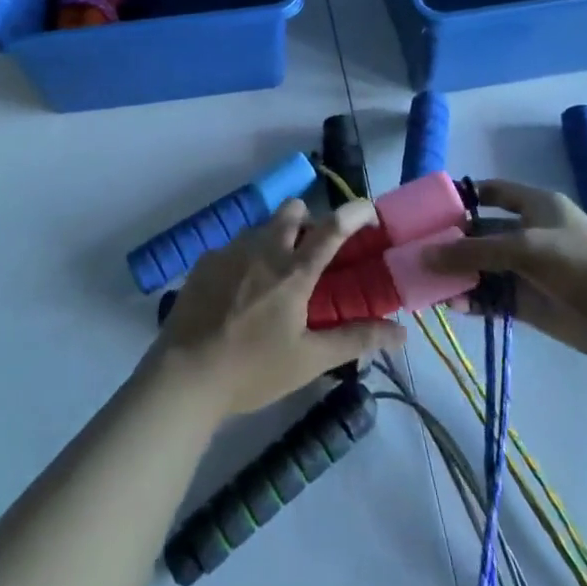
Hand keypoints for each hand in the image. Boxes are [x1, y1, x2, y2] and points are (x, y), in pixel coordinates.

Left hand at [153, 198, 405, 417]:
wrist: (185, 375)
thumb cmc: (253, 370)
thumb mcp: (309, 360)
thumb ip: (355, 340)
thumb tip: (401, 334)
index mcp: (293, 271)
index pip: (332, 228)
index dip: (354, 212)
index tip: (368, 209)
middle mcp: (264, 248)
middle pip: (293, 209)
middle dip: (307, 220)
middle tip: (310, 255)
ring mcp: (231, 250)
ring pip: (262, 227)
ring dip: (275, 240)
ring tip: (272, 281)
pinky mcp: (205, 260)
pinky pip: (234, 246)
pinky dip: (245, 259)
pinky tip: (238, 295)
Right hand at [425, 180, 586, 369]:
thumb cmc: (580, 265)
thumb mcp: (524, 249)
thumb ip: (474, 252)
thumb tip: (425, 256)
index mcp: (536, 206)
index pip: (492, 192)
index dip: (463, 197)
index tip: (430, 208)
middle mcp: (530, 233)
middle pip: (482, 232)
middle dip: (452, 241)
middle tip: (417, 250)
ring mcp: (530, 270)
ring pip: (485, 267)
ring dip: (459, 274)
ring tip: (428, 282)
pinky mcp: (532, 303)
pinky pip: (494, 297)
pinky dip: (474, 300)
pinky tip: (452, 305)